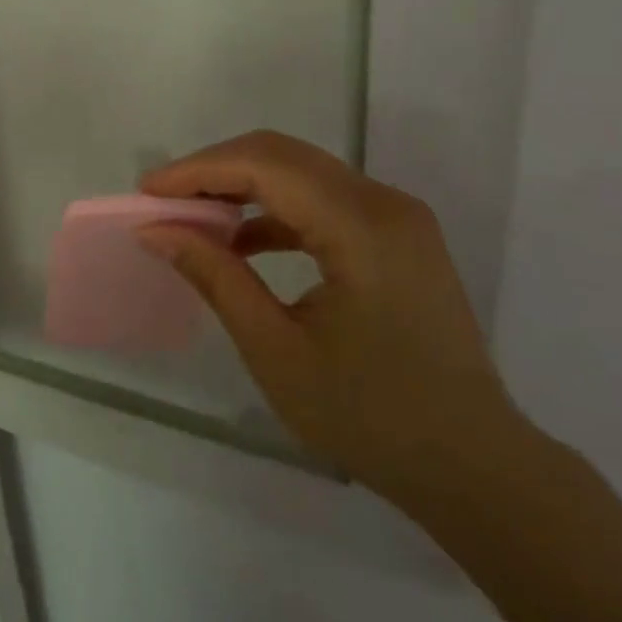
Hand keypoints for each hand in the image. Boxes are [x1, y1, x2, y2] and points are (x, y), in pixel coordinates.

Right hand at [136, 131, 524, 510]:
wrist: (475, 466)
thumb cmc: (372, 417)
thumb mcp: (277, 350)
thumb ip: (215, 277)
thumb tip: (156, 231)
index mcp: (361, 226)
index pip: (265, 166)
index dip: (199, 170)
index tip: (147, 192)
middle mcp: (384, 202)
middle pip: (282, 155)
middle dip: (215, 170)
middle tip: (164, 200)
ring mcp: (397, 216)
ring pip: (302, 171)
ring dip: (244, 185)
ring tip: (194, 218)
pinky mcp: (397, 235)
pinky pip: (324, 199)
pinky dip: (276, 209)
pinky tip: (243, 242)